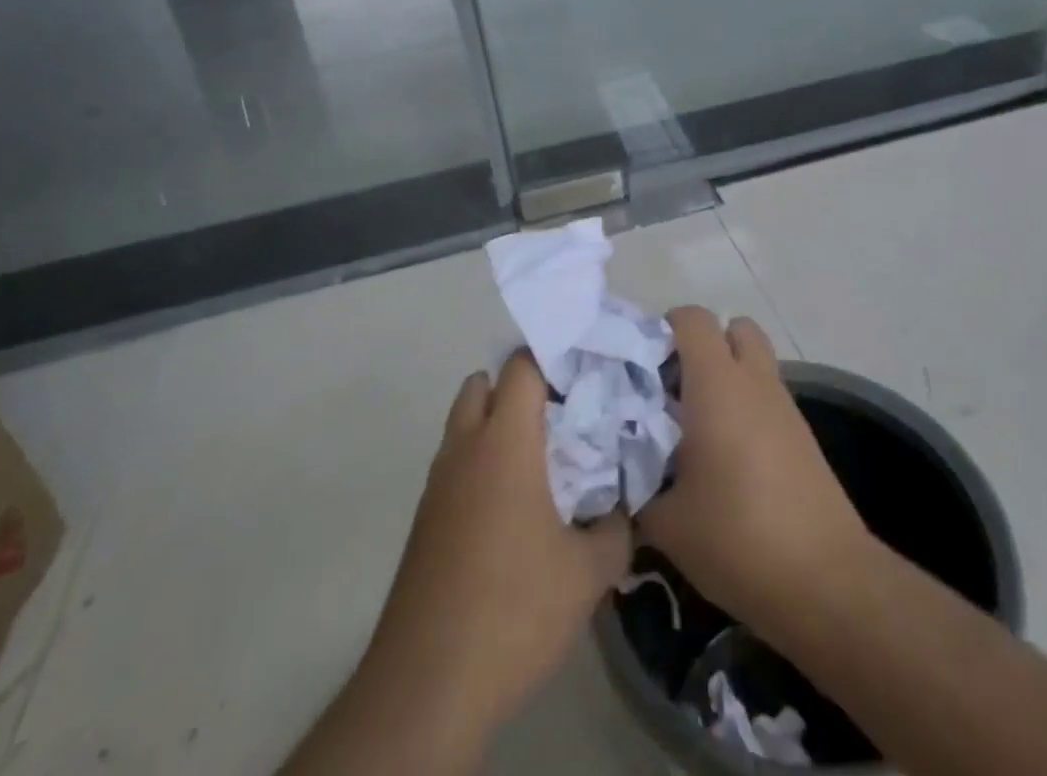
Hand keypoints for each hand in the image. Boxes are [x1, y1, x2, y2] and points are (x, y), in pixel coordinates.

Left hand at [360, 350, 631, 742]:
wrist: (427, 684)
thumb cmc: (514, 609)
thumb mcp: (587, 573)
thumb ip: (615, 529)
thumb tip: (622, 510)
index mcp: (504, 442)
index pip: (522, 367)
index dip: (553, 360)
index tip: (586, 376)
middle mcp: (465, 449)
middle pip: (482, 385)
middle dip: (518, 390)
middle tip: (561, 418)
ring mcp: (437, 485)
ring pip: (463, 426)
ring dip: (495, 428)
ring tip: (541, 465)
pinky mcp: (424, 521)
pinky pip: (455, 468)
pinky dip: (480, 467)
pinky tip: (512, 513)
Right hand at [639, 307, 869, 638]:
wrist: (826, 583)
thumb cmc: (737, 537)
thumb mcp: (666, 522)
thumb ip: (637, 485)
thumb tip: (622, 473)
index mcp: (717, 382)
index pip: (691, 318)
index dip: (663, 329)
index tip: (641, 367)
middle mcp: (754, 380)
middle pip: (732, 328)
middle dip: (702, 347)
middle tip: (673, 389)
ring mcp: (784, 406)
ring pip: (753, 364)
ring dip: (726, 378)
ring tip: (696, 428)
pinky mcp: (802, 436)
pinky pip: (767, 398)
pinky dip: (746, 408)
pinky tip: (727, 459)